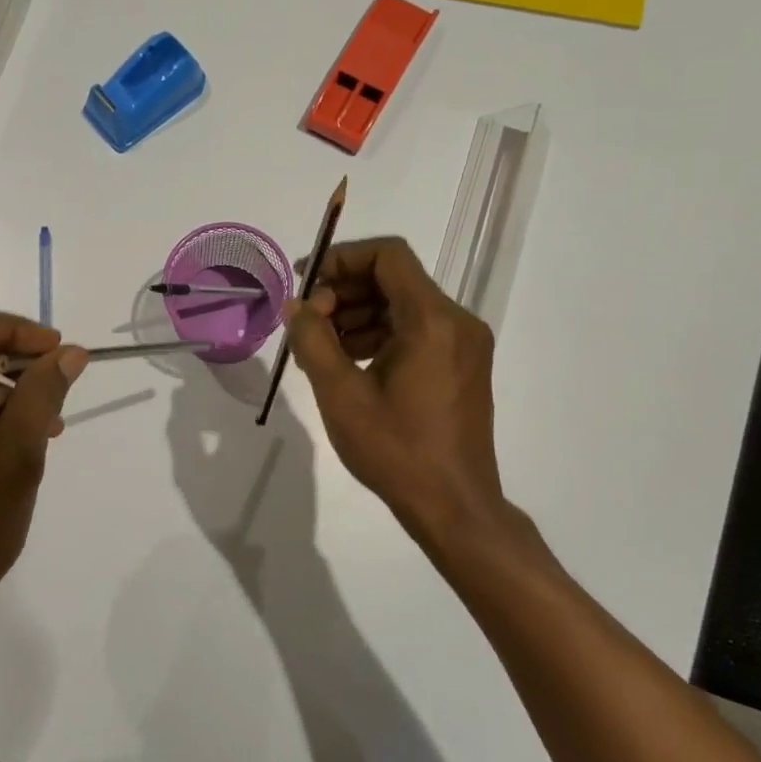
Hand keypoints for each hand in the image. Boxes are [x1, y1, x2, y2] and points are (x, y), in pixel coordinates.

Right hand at [283, 238, 544, 584]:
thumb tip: (295, 305)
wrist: (454, 506)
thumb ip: (312, 340)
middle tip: (307, 322)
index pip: (388, 255)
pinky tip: (350, 364)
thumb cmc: (395, 450)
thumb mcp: (340, 394)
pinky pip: (417, 331)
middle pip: (395, 279)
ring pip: (404, 305)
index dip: (342, 258)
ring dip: (359, 315)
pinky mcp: (464, 365)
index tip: (306, 283)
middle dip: (344, 291)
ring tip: (321, 348)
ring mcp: (465, 344)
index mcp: (432, 320)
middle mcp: (457, 321)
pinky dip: (380, 335)